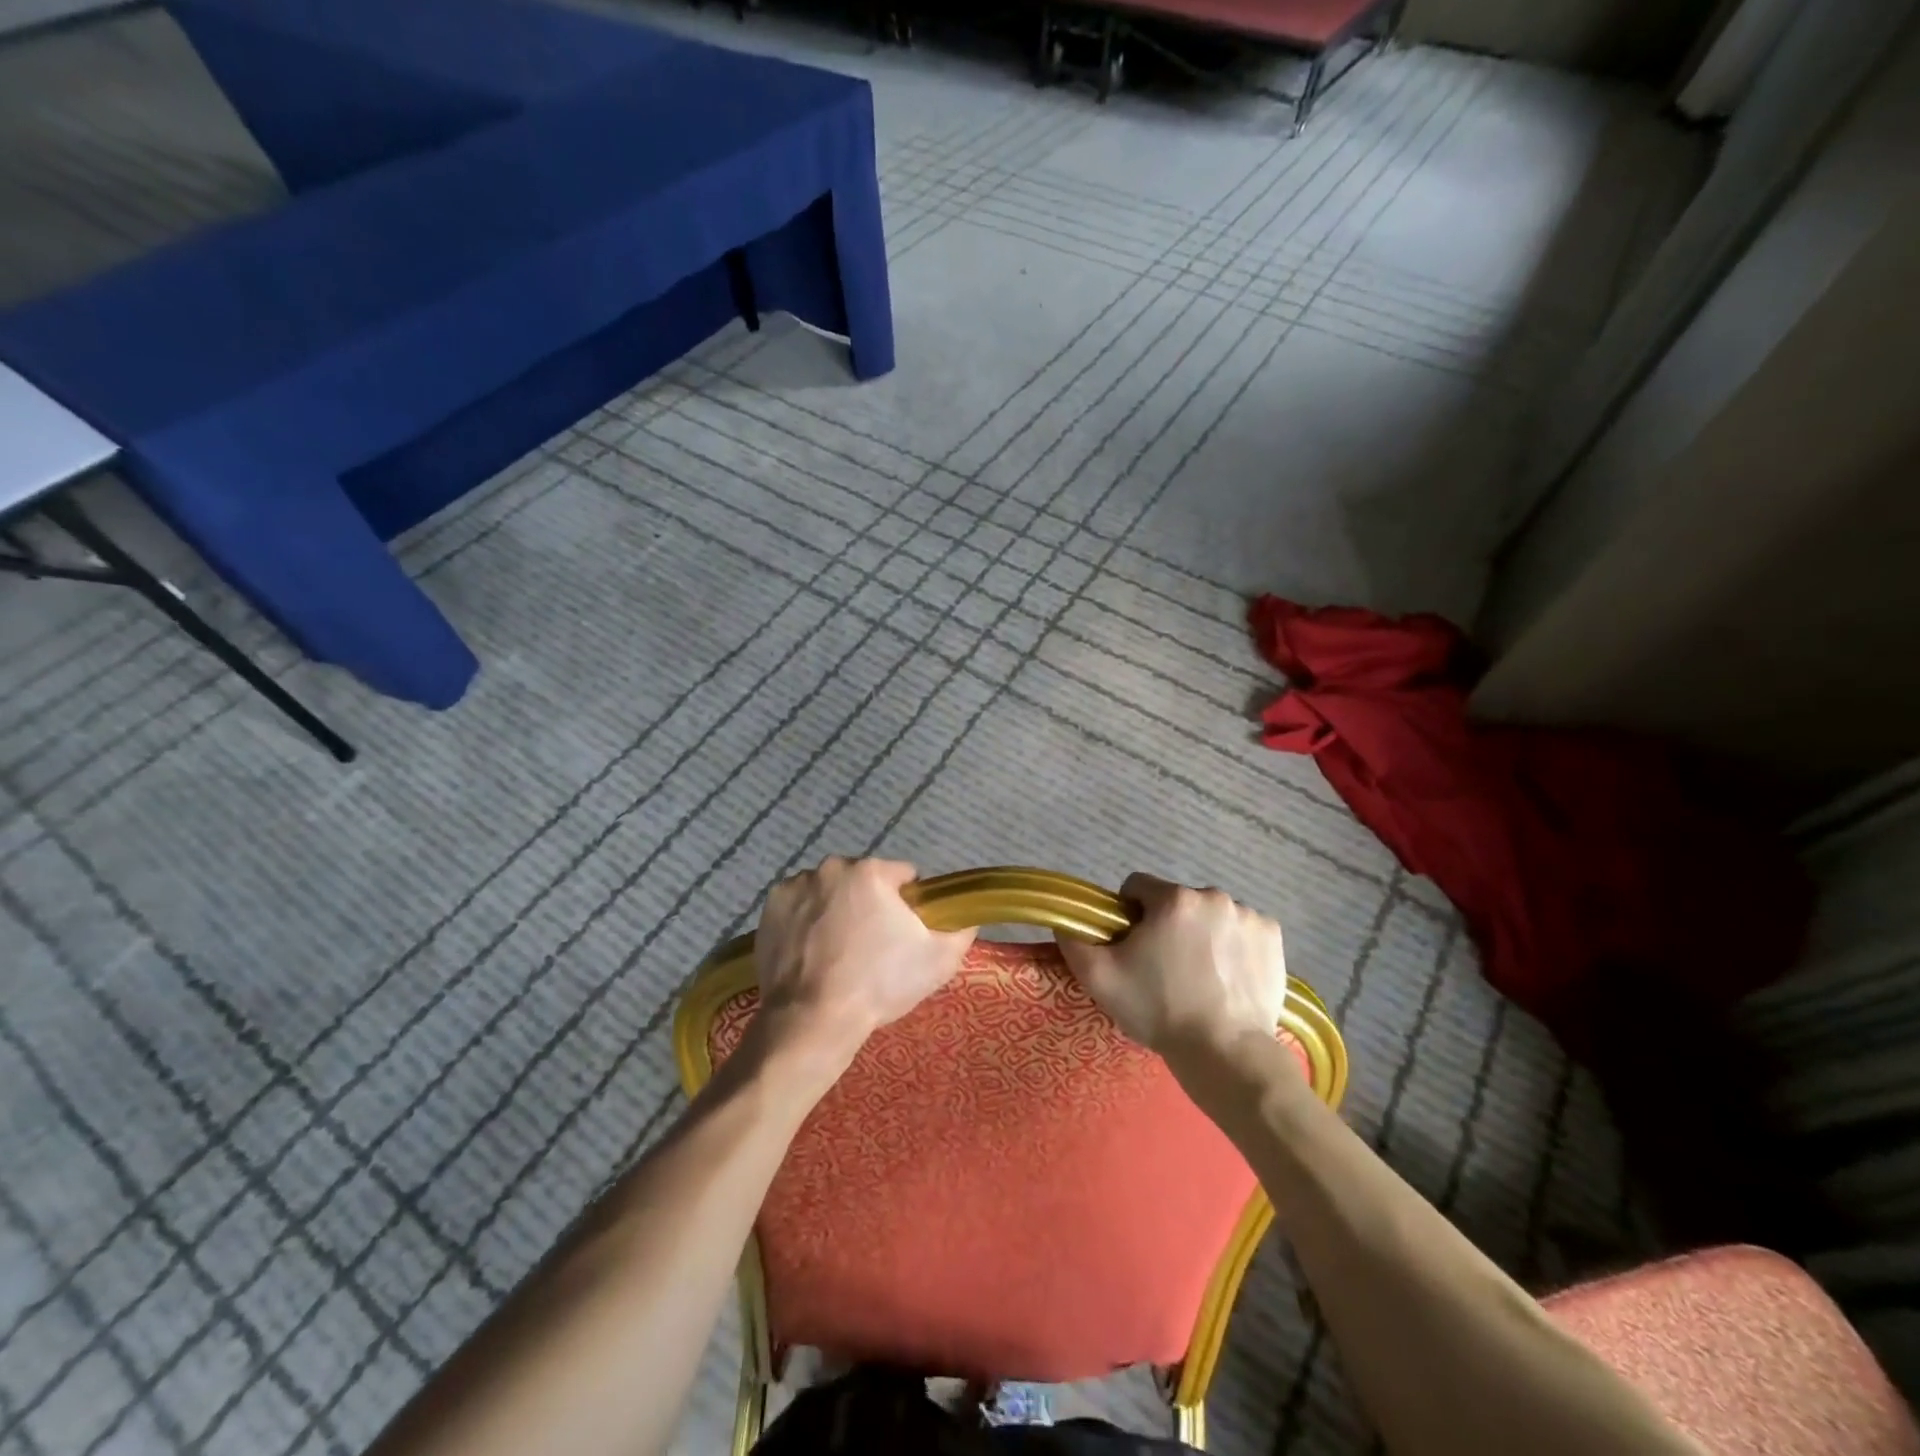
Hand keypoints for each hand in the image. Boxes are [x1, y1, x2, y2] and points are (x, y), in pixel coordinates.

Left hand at [752, 857, 975, 1070]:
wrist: (812, 1021)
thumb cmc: (878, 985)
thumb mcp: (938, 961)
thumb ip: (962, 929)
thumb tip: (968, 916)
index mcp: (871, 871)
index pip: (904, 876)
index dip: (910, 903)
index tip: (905, 933)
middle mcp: (831, 868)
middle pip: (863, 880)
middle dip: (871, 904)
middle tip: (872, 946)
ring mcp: (796, 886)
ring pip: (831, 891)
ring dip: (838, 910)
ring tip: (839, 953)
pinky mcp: (770, 908)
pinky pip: (801, 906)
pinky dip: (808, 921)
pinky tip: (813, 952)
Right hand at [1056, 874, 1290, 1057]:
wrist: (1227, 1054)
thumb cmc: (1159, 1010)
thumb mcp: (1100, 979)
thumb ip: (1074, 941)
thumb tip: (1066, 921)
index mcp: (1173, 899)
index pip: (1137, 887)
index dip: (1127, 914)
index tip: (1132, 947)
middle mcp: (1213, 896)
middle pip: (1175, 902)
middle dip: (1166, 925)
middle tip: (1163, 968)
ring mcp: (1248, 915)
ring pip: (1209, 915)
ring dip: (1200, 934)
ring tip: (1199, 977)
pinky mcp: (1273, 937)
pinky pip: (1242, 929)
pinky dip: (1232, 945)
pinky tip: (1227, 977)